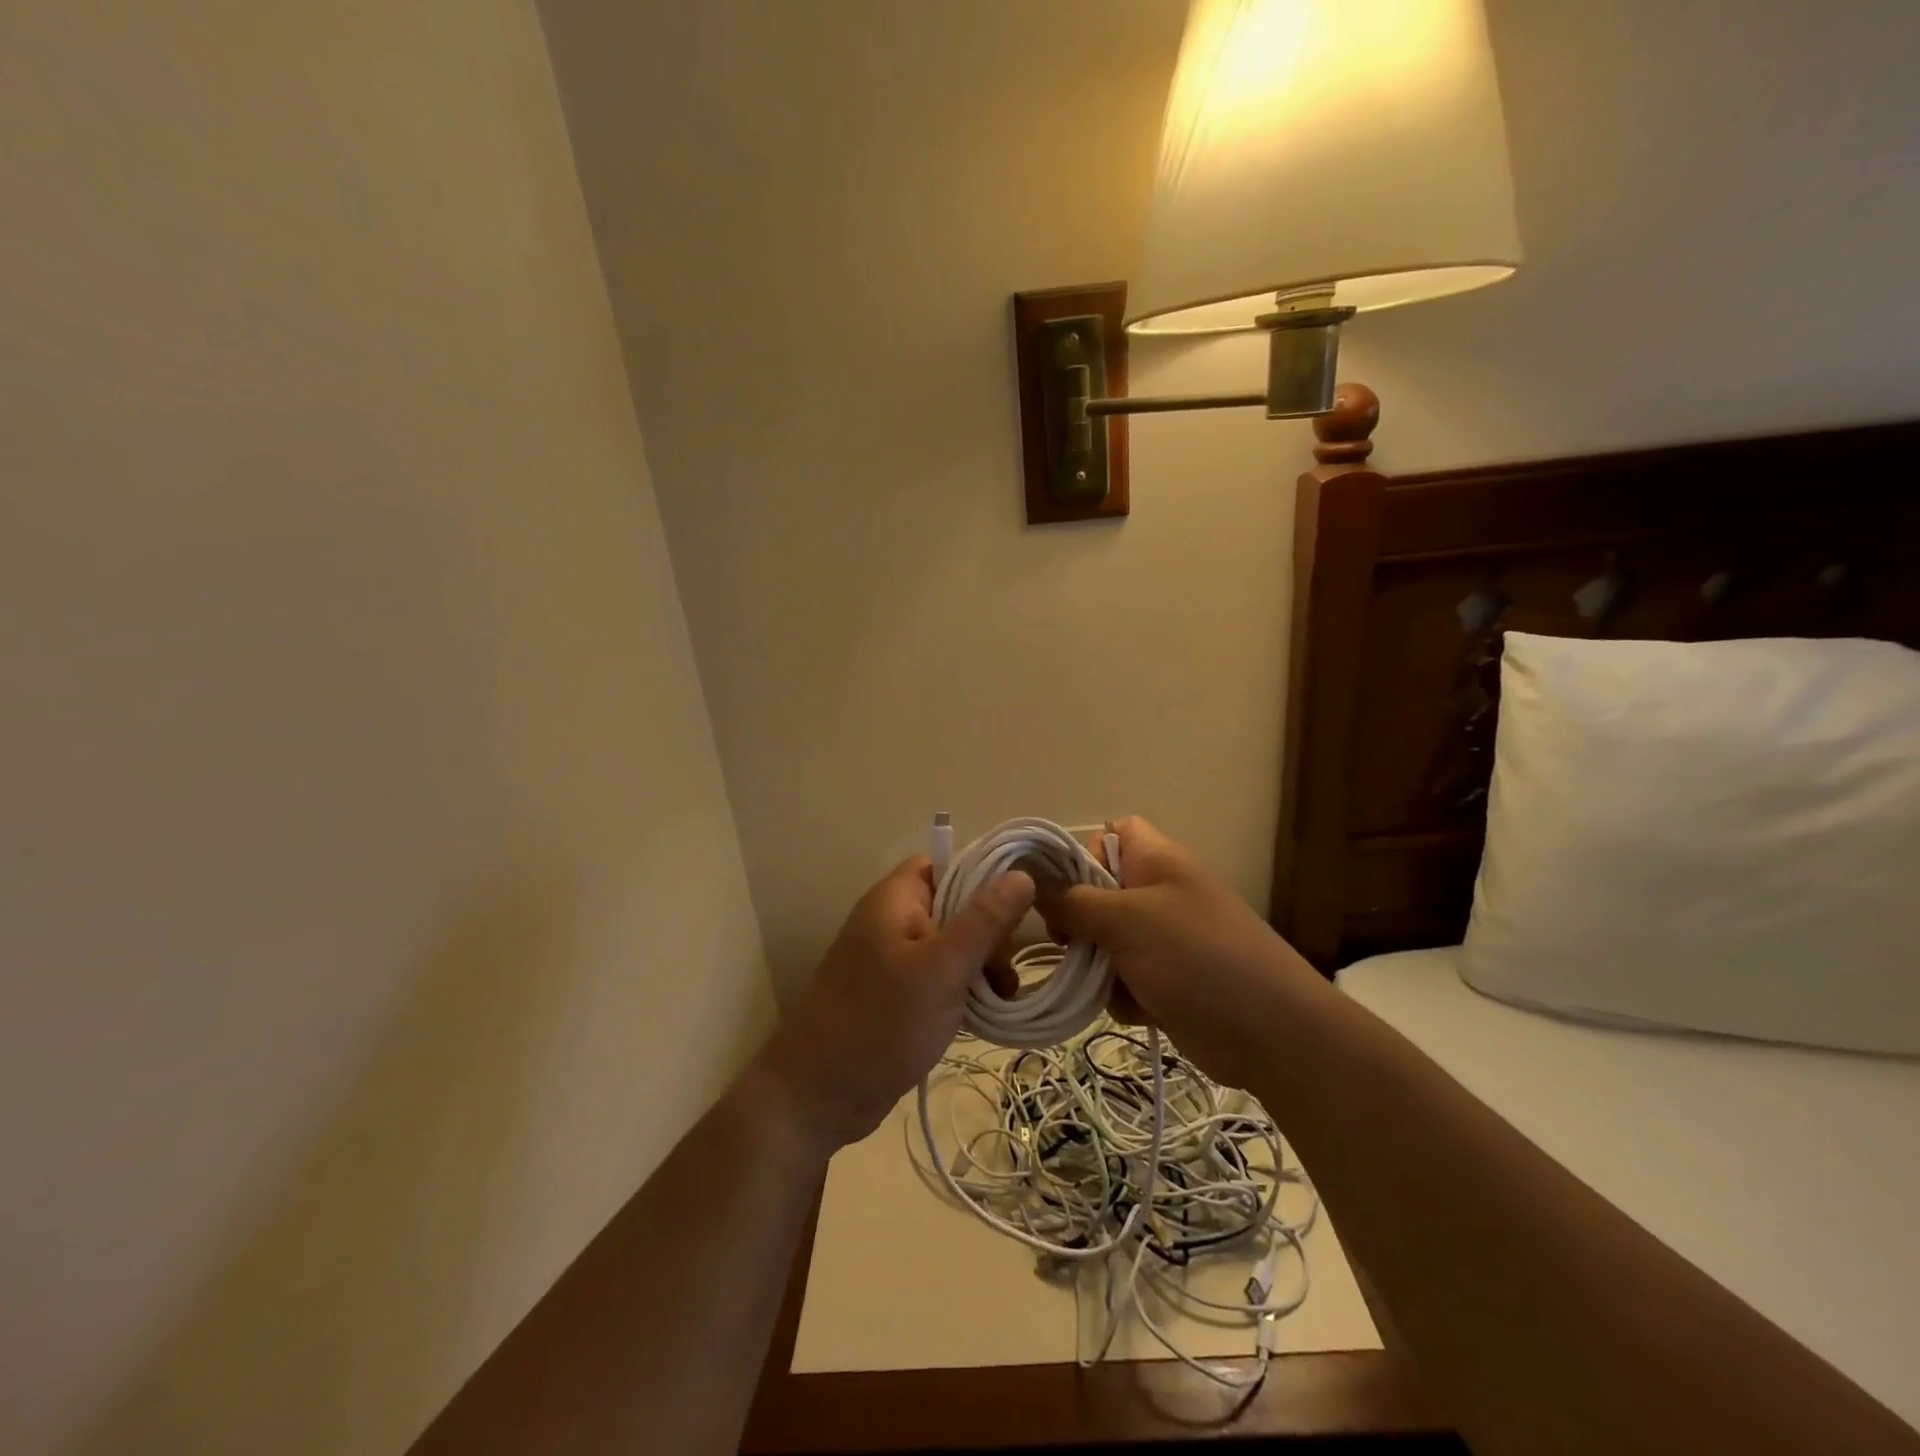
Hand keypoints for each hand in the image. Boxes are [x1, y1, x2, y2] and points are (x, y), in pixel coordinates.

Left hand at [754, 857, 1034, 1152]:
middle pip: (956, 904)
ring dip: (982, 964)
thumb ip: (983, 921)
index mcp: (895, 898)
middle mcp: (894, 919)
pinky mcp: (900, 993)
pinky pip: (942, 975)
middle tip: (1005, 967)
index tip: (1020, 905)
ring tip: (1004, 995)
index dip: (985, 875)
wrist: (819, 1097)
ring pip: (953, 944)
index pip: (947, 862)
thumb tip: (1022, 874)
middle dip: (989, 930)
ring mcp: (895, 958)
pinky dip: (966, 988)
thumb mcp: (942, 969)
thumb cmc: (880, 1022)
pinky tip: (988, 1012)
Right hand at [1038, 817, 1319, 1090]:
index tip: (1061, 886)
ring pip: (1103, 942)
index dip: (1082, 853)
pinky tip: (1140, 1010)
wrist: (1270, 1032)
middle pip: (1097, 894)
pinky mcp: (1165, 982)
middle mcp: (1157, 895)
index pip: (1110, 834)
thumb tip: (1033, 885)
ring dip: (1097, 965)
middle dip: (1079, 922)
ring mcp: (1162, 941)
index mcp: (1155, 861)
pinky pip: (1121, 979)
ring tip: (1110, 983)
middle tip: (1069, 942)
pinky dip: (1122, 995)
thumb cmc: (1196, 956)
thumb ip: (1073, 901)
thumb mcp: (1126, 920)